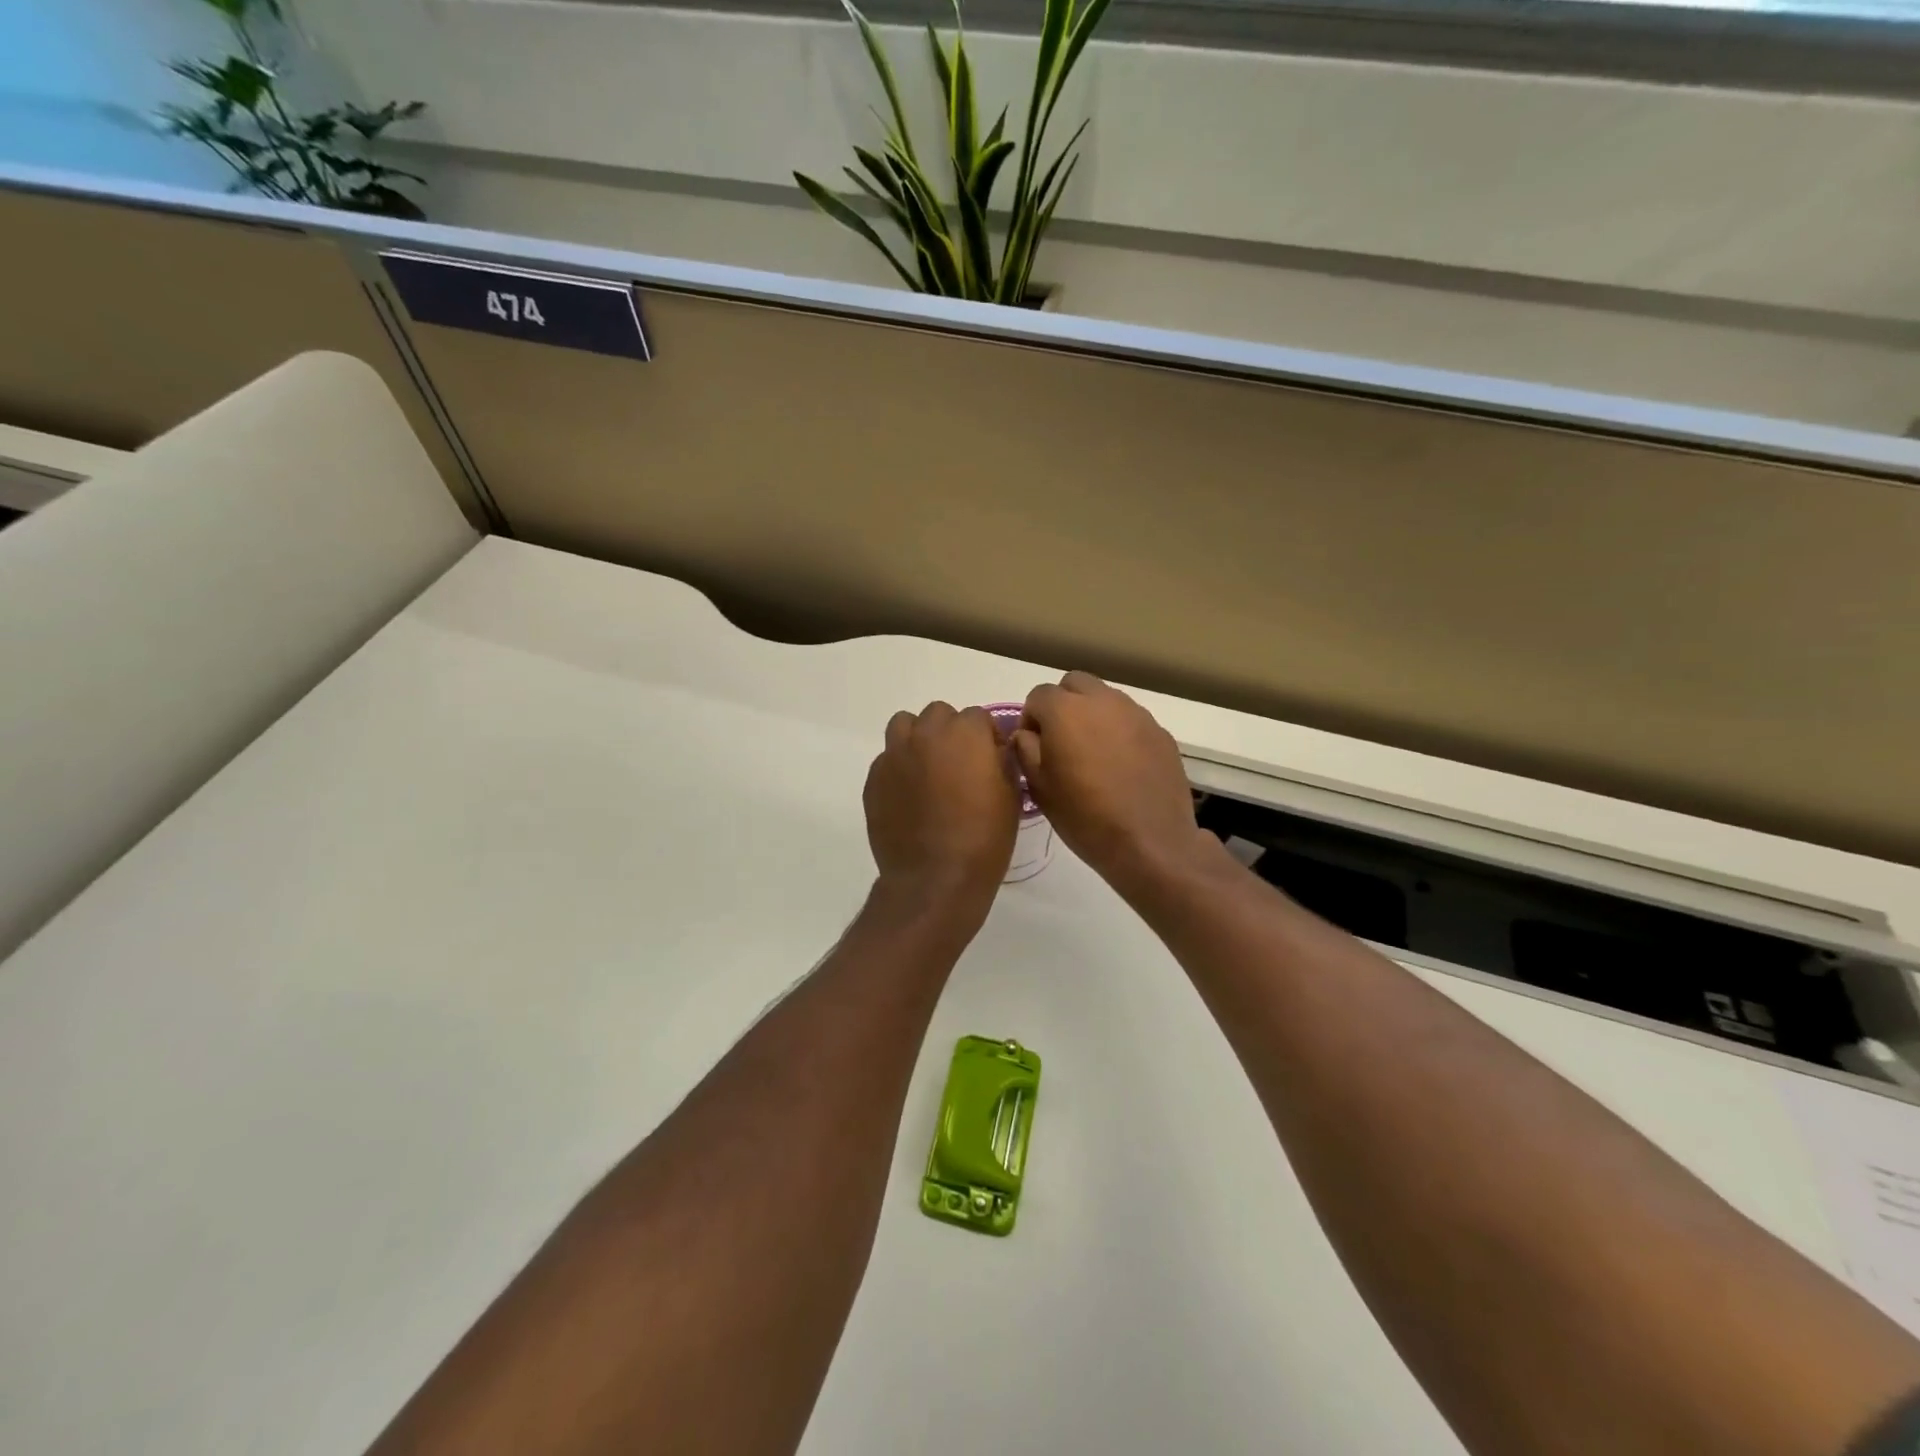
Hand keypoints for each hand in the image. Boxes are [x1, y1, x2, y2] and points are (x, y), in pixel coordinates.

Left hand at [865, 702, 1018, 908]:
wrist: (934, 878)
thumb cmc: (984, 838)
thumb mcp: (1011, 796)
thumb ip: (1002, 761)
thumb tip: (994, 750)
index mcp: (965, 733)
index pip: (978, 717)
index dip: (986, 737)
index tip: (990, 760)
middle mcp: (926, 734)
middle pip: (939, 714)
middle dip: (950, 732)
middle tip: (959, 764)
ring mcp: (895, 754)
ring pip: (904, 725)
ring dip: (918, 738)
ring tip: (928, 769)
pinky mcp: (874, 778)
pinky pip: (887, 759)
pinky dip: (899, 768)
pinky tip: (909, 795)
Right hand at [1013, 672, 1213, 895]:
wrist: (1150, 842)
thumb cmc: (1085, 817)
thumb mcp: (1039, 787)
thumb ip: (1025, 749)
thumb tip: (1027, 734)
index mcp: (1065, 710)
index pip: (1038, 695)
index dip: (1031, 719)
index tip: (1034, 747)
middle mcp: (1102, 700)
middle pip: (1074, 684)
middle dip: (1062, 704)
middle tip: (1061, 741)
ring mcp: (1136, 714)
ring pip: (1105, 698)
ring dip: (1092, 715)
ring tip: (1093, 754)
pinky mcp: (1160, 732)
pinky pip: (1131, 719)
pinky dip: (1119, 732)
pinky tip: (1121, 766)